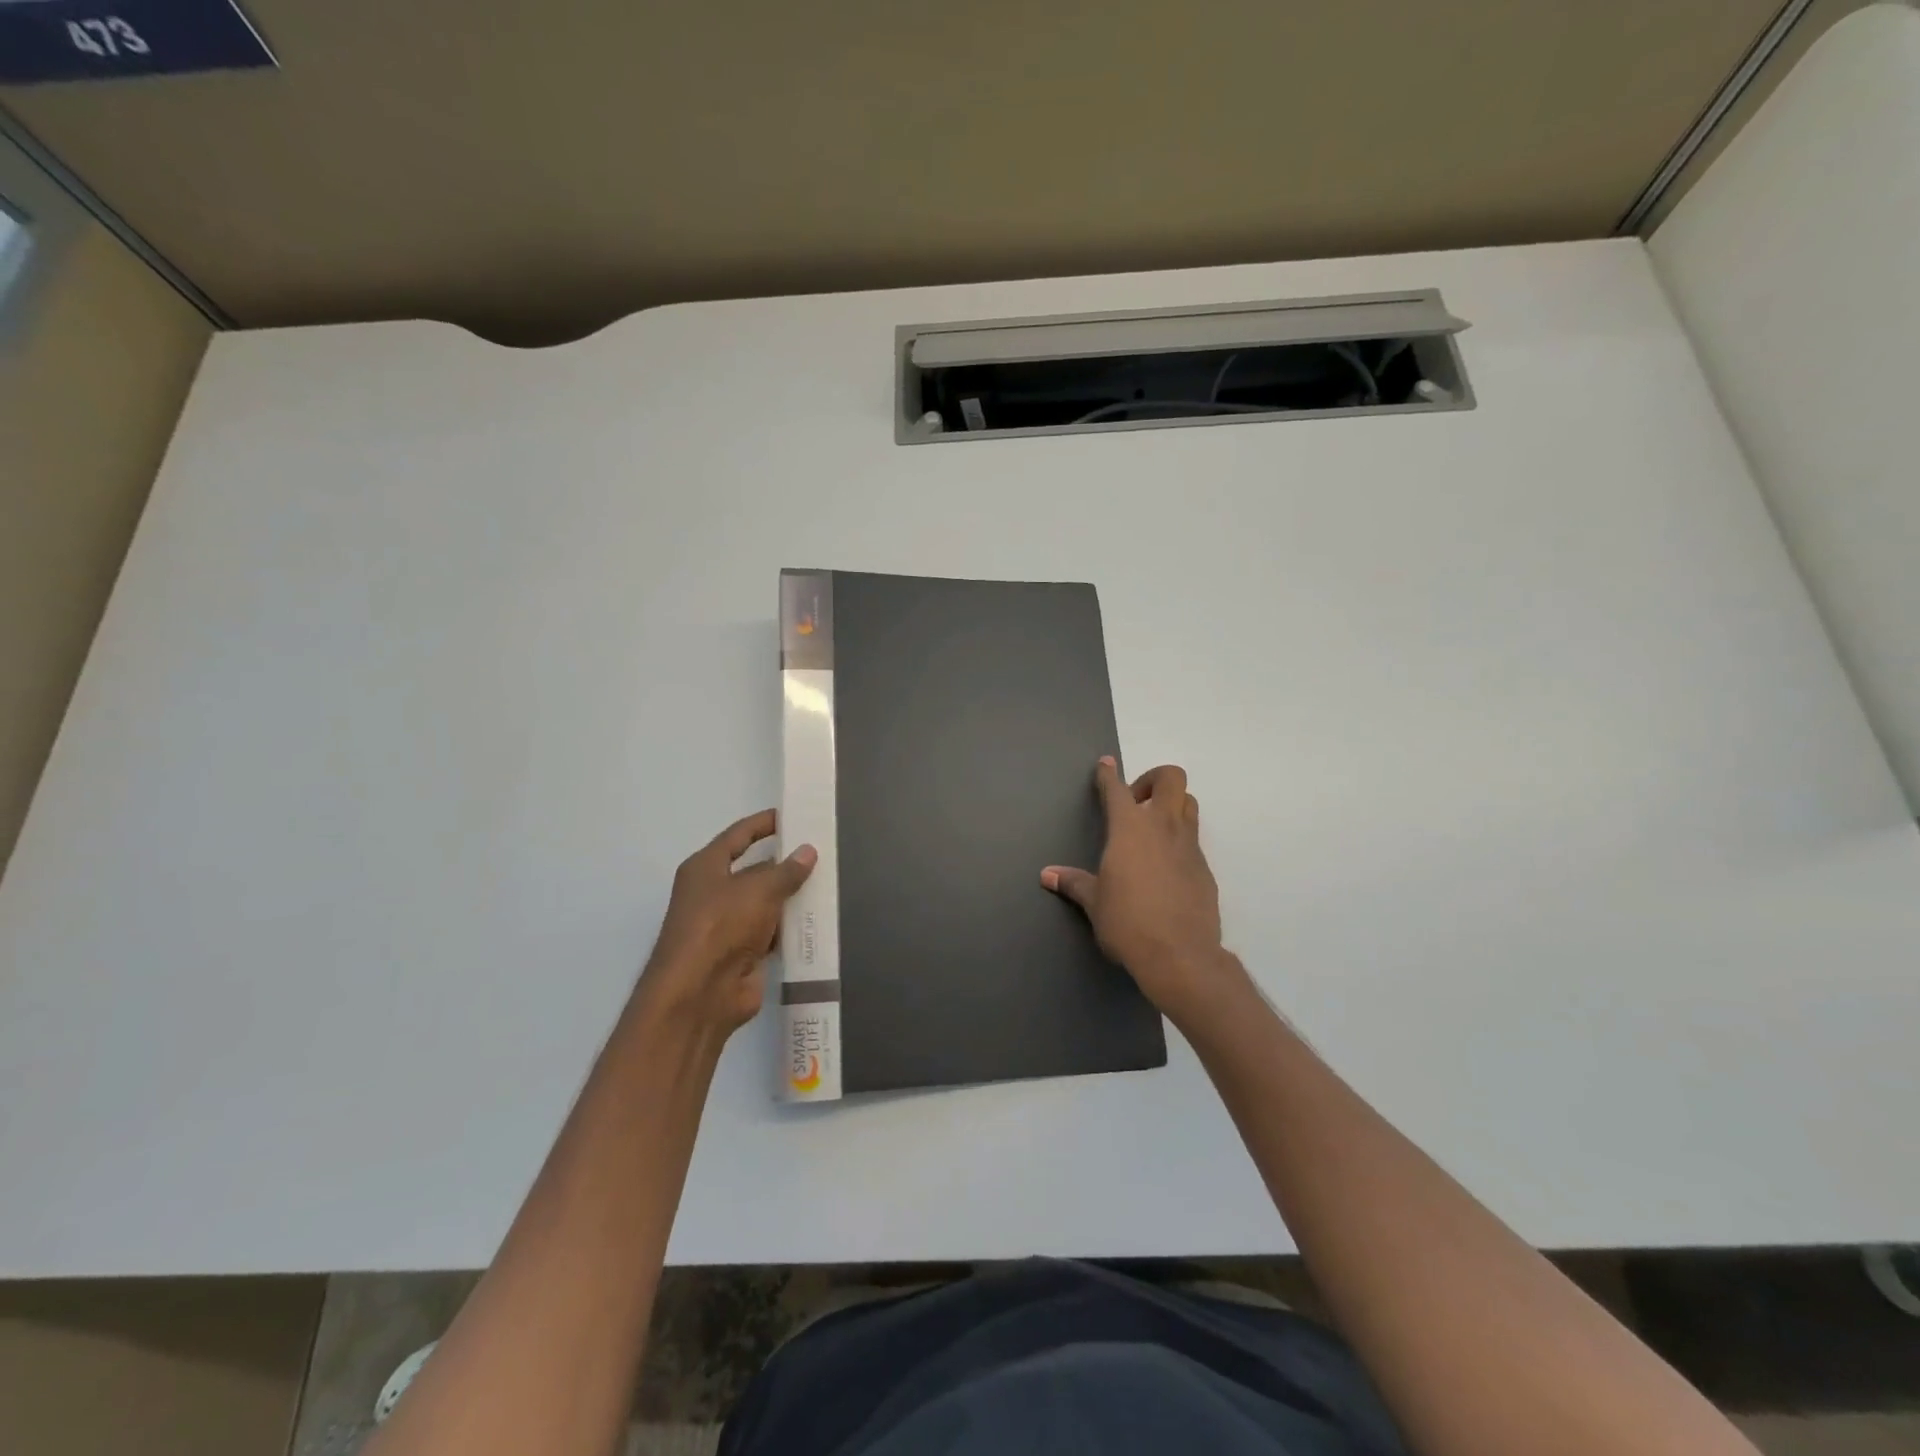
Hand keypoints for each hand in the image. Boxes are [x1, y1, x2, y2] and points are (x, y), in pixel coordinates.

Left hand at [640, 810, 814, 1035]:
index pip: (738, 836)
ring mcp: (727, 926)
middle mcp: (713, 894)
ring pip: (765, 904)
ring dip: (791, 898)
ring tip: (830, 884)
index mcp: (706, 868)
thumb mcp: (759, 890)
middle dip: (785, 864)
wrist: (700, 994)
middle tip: (823, 853)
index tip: (791, 815)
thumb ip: (787, 871)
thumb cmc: (721, 926)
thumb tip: (808, 851)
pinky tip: (819, 920)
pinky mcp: (742, 955)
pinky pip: (771, 933)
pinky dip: (790, 929)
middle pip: (754, 871)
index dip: (762, 824)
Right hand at [1042, 757, 1244, 1025]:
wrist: (1180, 955)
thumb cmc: (1127, 923)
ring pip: (1189, 804)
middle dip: (1152, 779)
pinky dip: (1179, 841)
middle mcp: (1162, 827)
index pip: (1117, 789)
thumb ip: (1074, 883)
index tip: (1106, 764)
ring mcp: (1189, 846)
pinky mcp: (1205, 868)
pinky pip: (1194, 840)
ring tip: (1152, 829)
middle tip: (1136, 802)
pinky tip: (1165, 867)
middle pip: (1171, 778)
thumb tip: (1047, 875)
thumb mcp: (1094, 903)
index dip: (1109, 774)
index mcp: (1129, 829)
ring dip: (1172, 805)